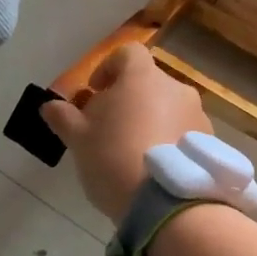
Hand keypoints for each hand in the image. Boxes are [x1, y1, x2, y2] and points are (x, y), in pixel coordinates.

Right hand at [39, 44, 212, 222]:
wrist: (164, 201)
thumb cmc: (113, 157)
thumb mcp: (78, 138)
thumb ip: (63, 116)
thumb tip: (48, 105)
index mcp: (142, 76)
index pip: (127, 53)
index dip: (109, 68)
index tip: (95, 91)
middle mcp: (175, 86)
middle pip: (148, 81)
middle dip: (129, 98)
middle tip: (109, 126)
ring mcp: (196, 113)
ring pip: (168, 106)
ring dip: (151, 118)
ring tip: (133, 149)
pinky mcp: (208, 140)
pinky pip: (183, 129)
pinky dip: (169, 138)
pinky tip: (154, 166)